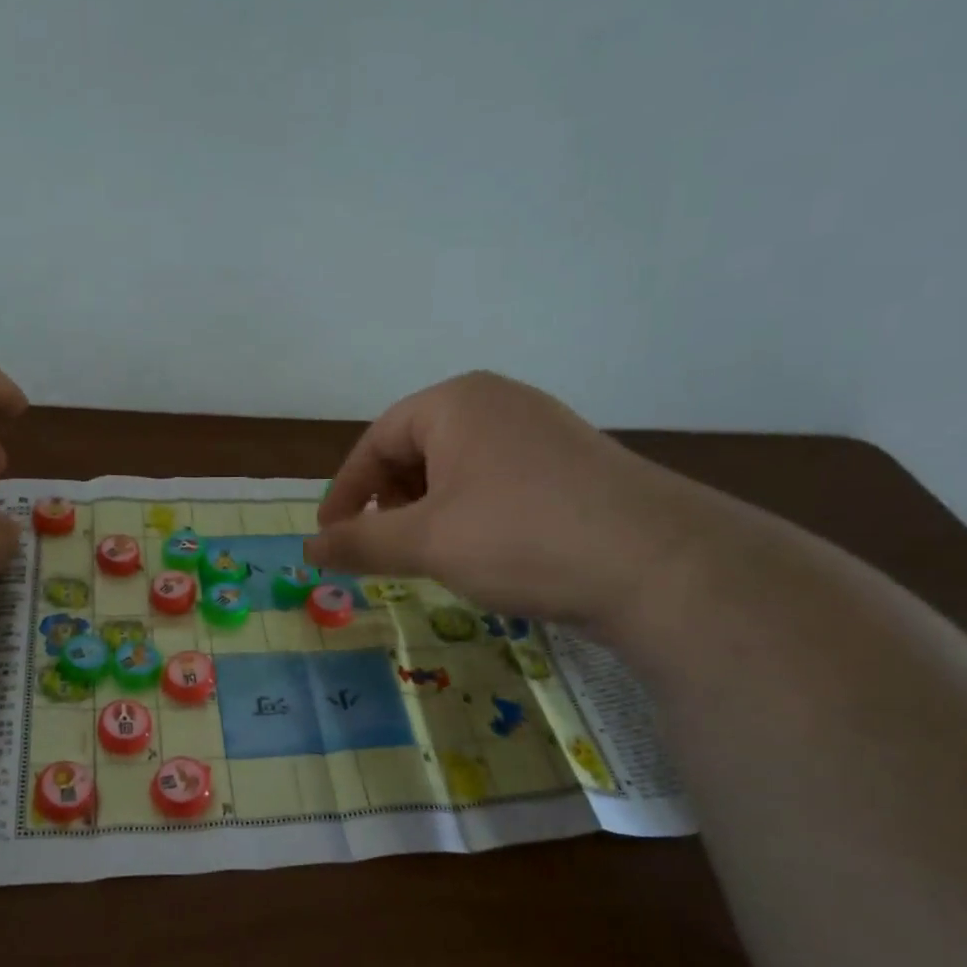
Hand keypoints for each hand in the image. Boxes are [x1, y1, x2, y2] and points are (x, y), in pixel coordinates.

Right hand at [308, 371, 713, 628]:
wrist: (658, 565)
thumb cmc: (520, 537)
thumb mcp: (427, 541)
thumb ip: (360, 541)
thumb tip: (308, 548)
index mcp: (456, 402)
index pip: (376, 440)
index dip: (345, 492)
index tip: (330, 537)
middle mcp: (498, 402)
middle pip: (416, 449)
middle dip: (389, 501)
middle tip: (380, 548)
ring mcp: (541, 431)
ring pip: (458, 468)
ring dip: (428, 511)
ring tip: (428, 554)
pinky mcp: (572, 465)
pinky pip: (496, 481)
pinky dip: (470, 513)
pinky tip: (480, 551)